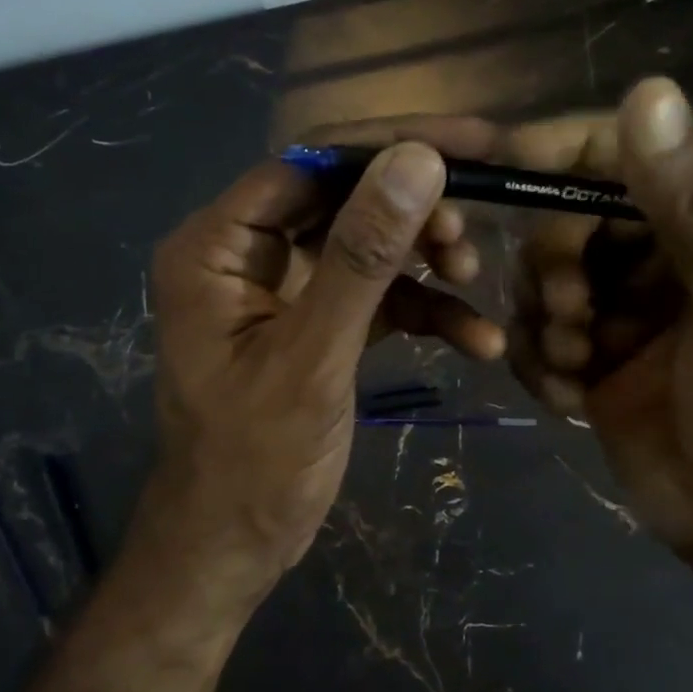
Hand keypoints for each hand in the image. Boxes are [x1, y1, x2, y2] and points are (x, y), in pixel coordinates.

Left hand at [145, 128, 504, 605]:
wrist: (234, 548)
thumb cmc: (255, 462)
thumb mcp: (313, 356)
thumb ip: (362, 257)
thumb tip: (417, 160)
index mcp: (216, 247)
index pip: (309, 165)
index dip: (390, 147)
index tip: (473, 143)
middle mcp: (244, 255)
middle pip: (342, 201)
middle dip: (413, 214)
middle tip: (472, 233)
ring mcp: (282, 291)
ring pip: (365, 247)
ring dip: (423, 261)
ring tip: (473, 281)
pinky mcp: (316, 326)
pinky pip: (374, 298)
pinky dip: (422, 311)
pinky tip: (476, 340)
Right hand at [509, 78, 692, 568]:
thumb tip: (648, 89)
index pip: (619, 150)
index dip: (557, 150)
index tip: (498, 170)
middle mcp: (658, 249)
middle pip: (564, 216)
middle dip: (554, 265)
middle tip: (573, 314)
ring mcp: (618, 303)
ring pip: (539, 278)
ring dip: (547, 322)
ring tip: (582, 365)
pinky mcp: (589, 351)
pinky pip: (533, 334)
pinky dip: (542, 364)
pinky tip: (575, 399)